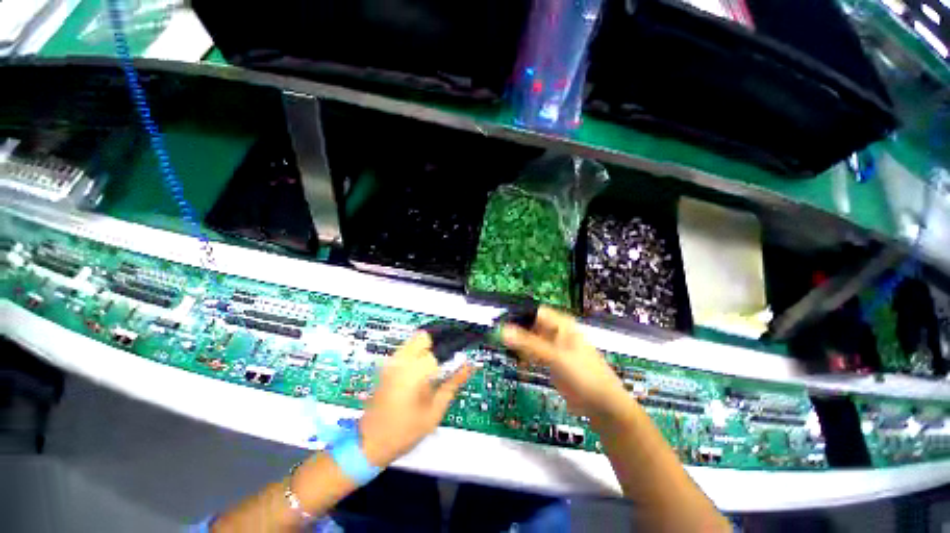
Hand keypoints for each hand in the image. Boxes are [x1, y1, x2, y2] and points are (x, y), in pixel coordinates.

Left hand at [359, 333, 471, 467]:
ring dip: (427, 348)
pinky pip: (406, 349)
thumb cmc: (405, 431)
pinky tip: (421, 372)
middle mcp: (401, 361)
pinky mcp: (386, 366)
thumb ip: (453, 384)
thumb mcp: (435, 411)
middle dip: (438, 345)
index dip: (453, 352)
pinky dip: (417, 353)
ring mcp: (391, 362)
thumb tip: (469, 366)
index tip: (462, 358)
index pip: (440, 349)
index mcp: (415, 372)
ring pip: (414, 340)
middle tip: (445, 362)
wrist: (370, 443)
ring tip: (434, 367)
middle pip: (424, 336)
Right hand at [502, 307, 629, 423]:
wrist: (603, 405)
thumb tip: (503, 331)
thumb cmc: (583, 375)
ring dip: (520, 347)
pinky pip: (534, 355)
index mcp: (561, 324)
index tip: (500, 325)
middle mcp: (556, 332)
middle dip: (517, 333)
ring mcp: (553, 348)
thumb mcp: (555, 357)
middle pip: (530, 326)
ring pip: (530, 341)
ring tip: (509, 354)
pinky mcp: (551, 362)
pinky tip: (520, 366)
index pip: (534, 312)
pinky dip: (526, 359)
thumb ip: (528, 343)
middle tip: (501, 342)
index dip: (518, 316)